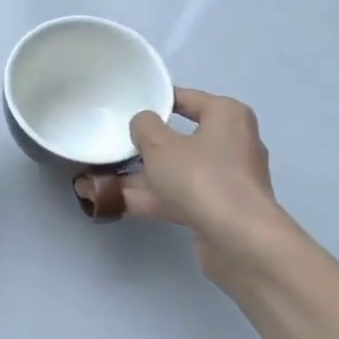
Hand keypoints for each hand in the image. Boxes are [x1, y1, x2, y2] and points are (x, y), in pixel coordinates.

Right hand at [115, 88, 293, 286]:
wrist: (238, 239)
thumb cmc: (201, 177)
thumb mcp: (160, 145)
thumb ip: (144, 126)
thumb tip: (143, 124)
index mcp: (226, 116)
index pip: (186, 99)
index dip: (155, 101)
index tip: (126, 107)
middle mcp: (232, 143)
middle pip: (180, 139)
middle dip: (144, 147)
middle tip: (112, 145)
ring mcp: (226, 179)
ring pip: (176, 171)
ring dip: (141, 177)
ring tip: (100, 180)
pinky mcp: (218, 209)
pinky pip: (179, 196)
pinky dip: (151, 198)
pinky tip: (115, 203)